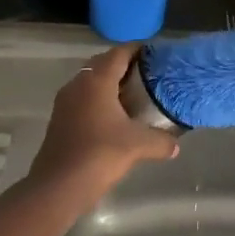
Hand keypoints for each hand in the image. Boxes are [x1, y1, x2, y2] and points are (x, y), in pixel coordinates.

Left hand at [29, 44, 179, 195]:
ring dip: (110, 83)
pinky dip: (99, 100)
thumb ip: (161, 141)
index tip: (154, 52)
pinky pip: (83, 98)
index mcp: (96, 80)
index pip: (118, 53)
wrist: (58, 185)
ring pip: (90, 82)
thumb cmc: (100, 154)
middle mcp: (78, 84)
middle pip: (102, 64)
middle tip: (147, 73)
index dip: (137, 49)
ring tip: (134, 94)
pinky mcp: (60, 119)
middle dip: (124, 65)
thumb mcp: (137, 145)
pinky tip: (115, 117)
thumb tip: (176, 146)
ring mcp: (65, 101)